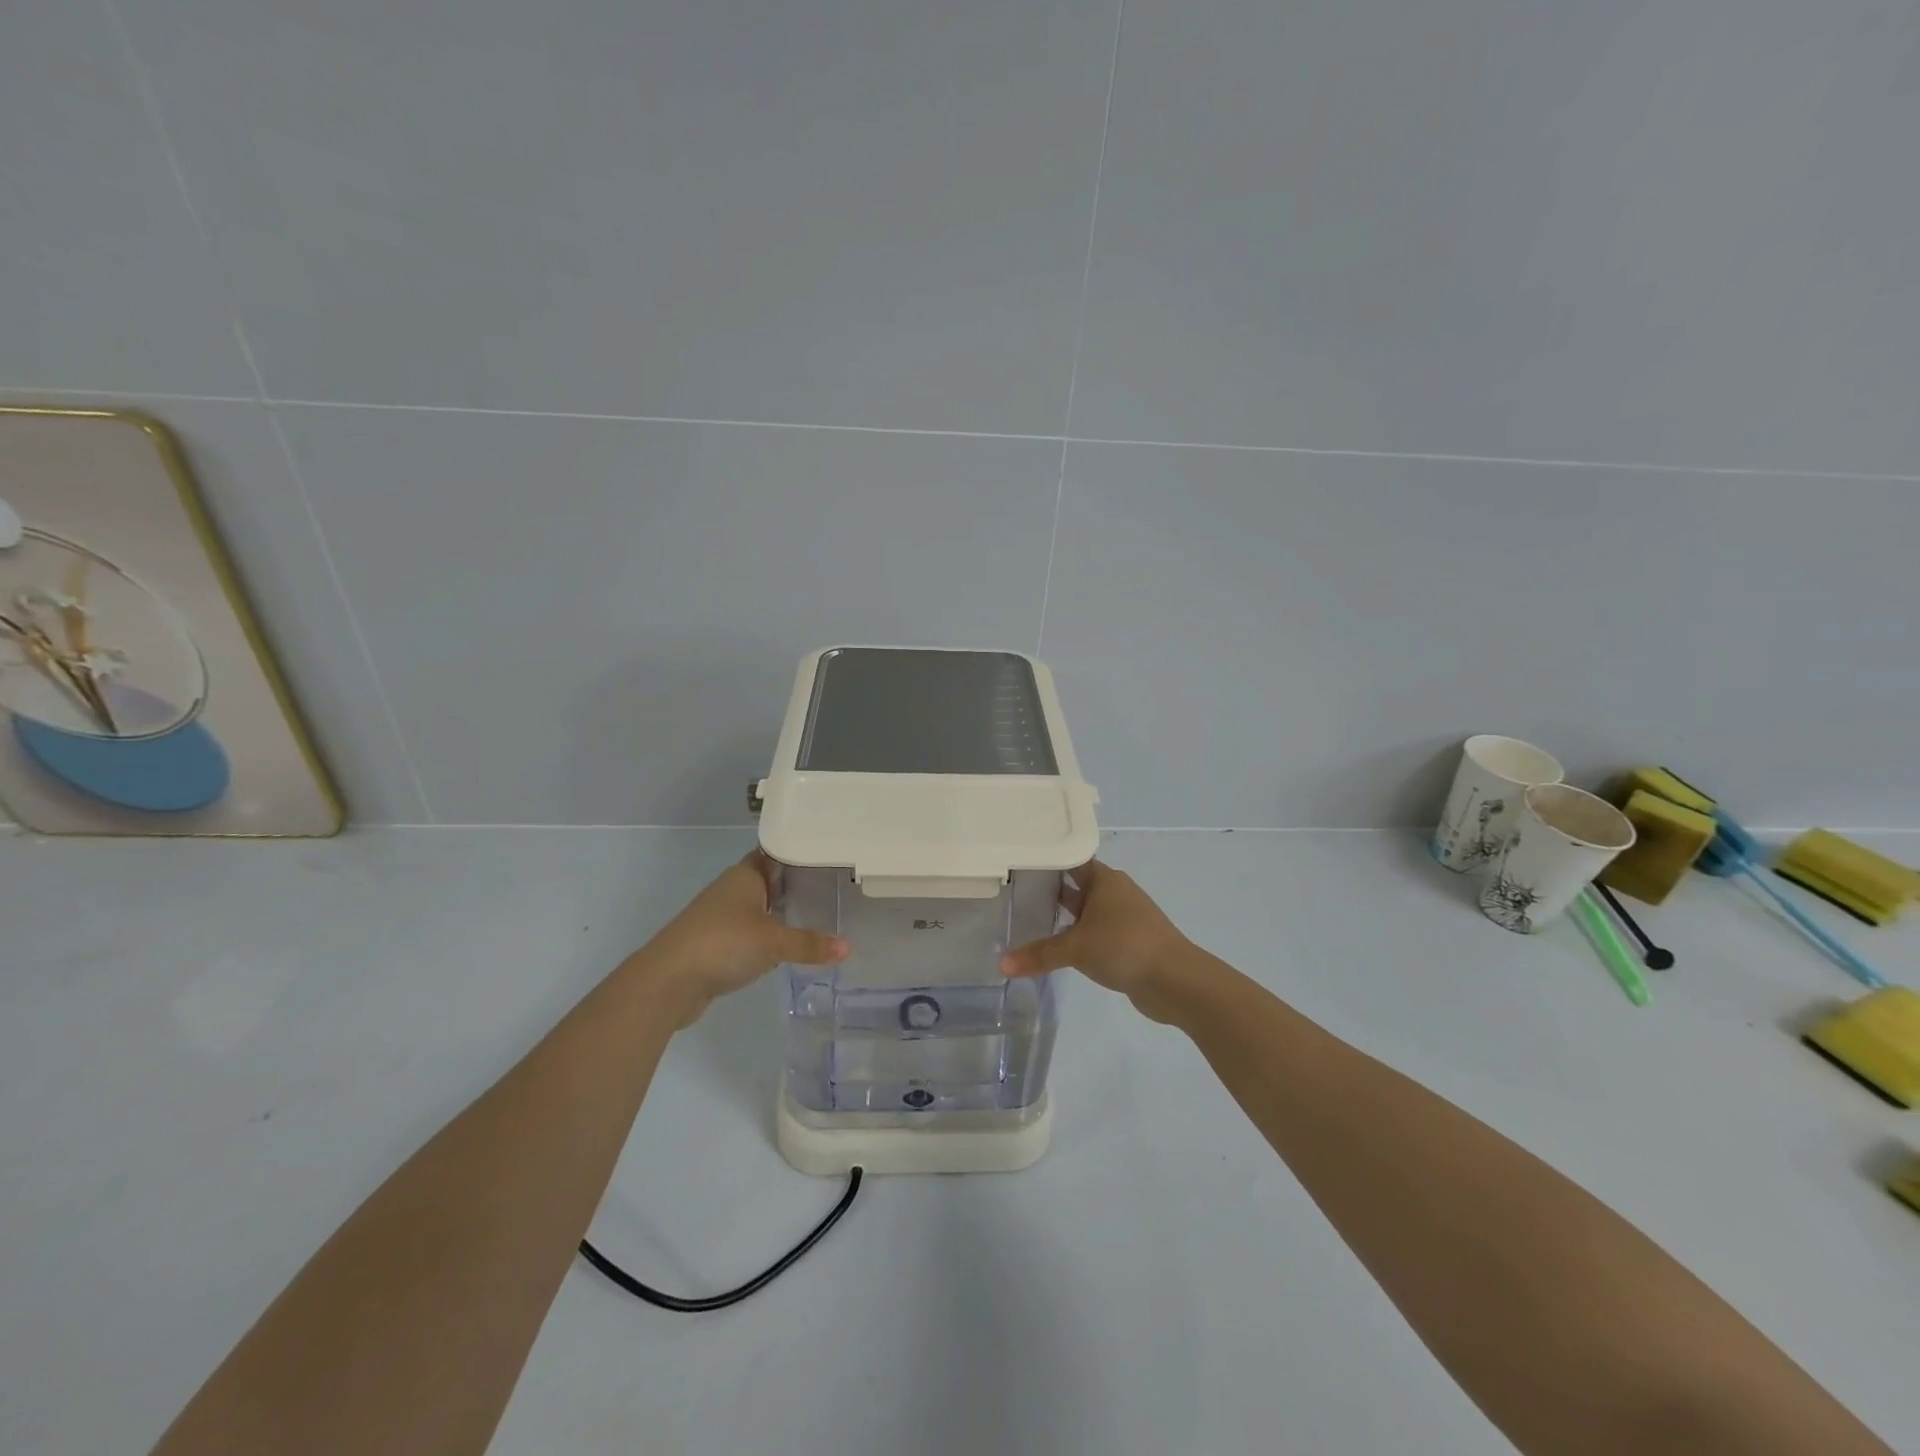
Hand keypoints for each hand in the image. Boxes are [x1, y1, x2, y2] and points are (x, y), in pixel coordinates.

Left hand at [633, 851, 846, 1026]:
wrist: (667, 981)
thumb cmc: (723, 944)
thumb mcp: (774, 942)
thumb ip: (810, 944)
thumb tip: (848, 947)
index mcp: (745, 875)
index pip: (777, 851)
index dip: (800, 850)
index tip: (829, 851)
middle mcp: (733, 889)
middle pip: (770, 878)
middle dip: (798, 882)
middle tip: (836, 883)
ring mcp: (722, 915)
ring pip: (760, 906)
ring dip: (782, 910)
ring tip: (819, 912)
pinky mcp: (716, 942)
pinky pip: (751, 930)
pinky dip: (769, 934)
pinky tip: (788, 944)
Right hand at [1000, 860, 1195, 1022]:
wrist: (1176, 980)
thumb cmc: (1124, 946)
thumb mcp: (1076, 948)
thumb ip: (1038, 954)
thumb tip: (1001, 965)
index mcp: (1104, 879)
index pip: (1070, 859)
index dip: (1045, 859)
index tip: (1017, 860)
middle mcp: (1114, 892)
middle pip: (1076, 883)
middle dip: (1049, 887)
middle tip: (1013, 890)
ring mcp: (1123, 917)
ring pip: (1085, 909)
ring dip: (1063, 914)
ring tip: (1028, 917)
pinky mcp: (1128, 940)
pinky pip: (1094, 931)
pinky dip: (1076, 935)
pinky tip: (1056, 946)